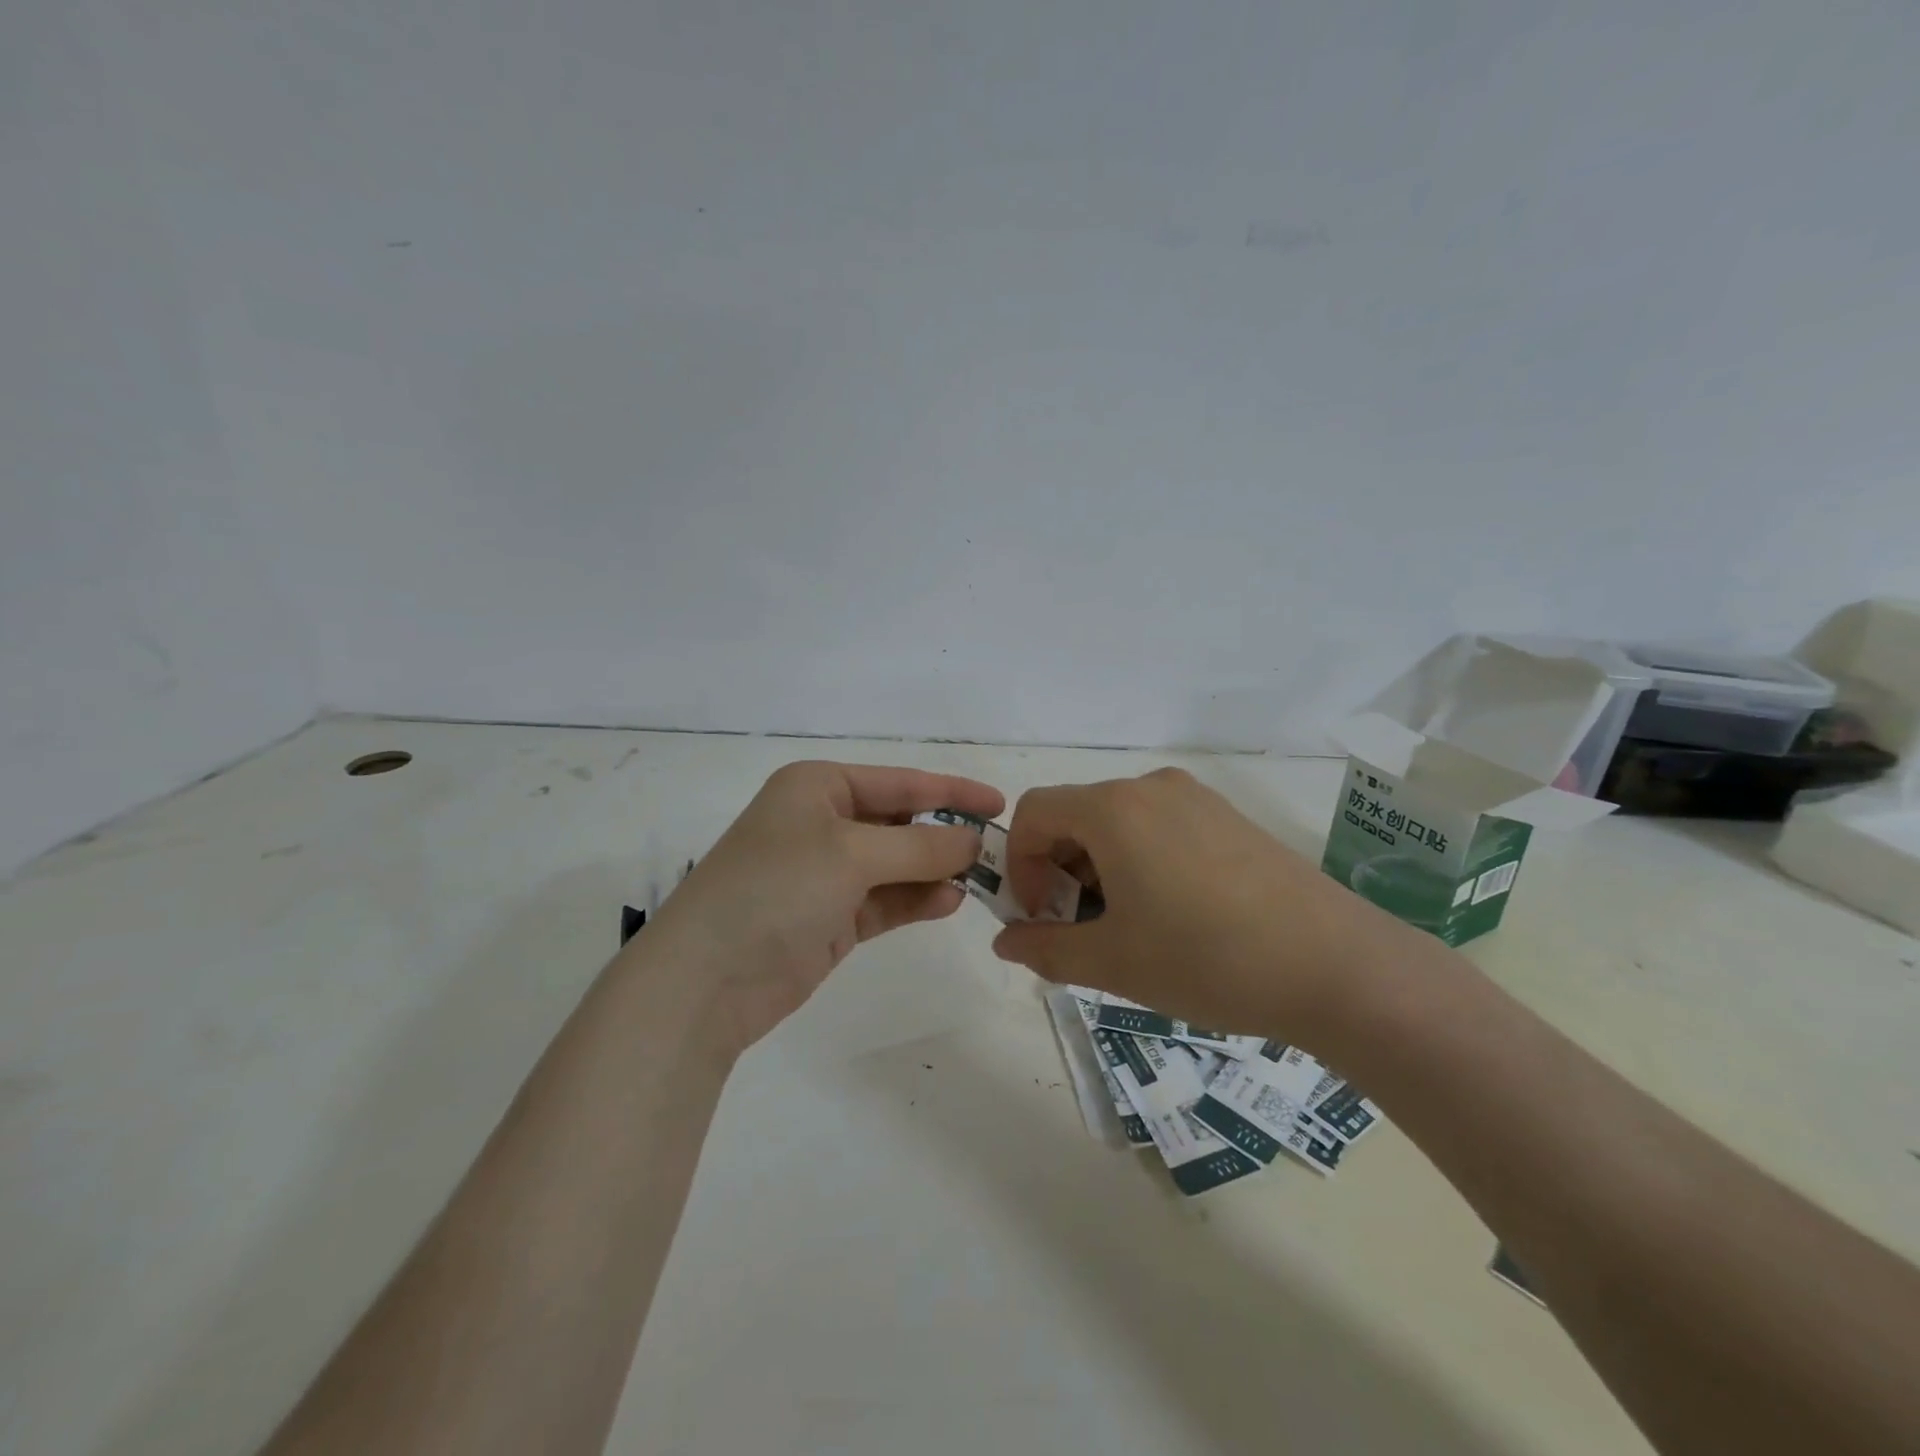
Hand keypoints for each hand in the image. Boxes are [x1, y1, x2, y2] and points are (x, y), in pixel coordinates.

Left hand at [641, 761, 1003, 1052]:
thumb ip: (920, 847)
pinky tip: (949, 903)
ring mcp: (826, 874)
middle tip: (997, 851)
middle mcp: (822, 823)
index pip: (900, 782)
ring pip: (897, 864)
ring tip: (980, 882)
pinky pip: (885, 900)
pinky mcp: (830, 918)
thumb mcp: (852, 855)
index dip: (951, 790)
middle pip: (900, 822)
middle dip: (945, 836)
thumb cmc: (777, 889)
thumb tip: (973, 841)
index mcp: (818, 787)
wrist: (706, 980)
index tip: (1000, 804)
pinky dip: (916, 900)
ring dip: (935, 871)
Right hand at [991, 768, 1378, 1040]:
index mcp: (1113, 809)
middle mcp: (1151, 788)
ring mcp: (1196, 799)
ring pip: (1118, 824)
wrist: (1337, 967)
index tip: (1040, 917)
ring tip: (1128, 930)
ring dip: (1100, 870)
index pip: (1033, 813)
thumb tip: (1005, 941)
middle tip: (1080, 931)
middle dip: (1060, 871)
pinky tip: (1173, 916)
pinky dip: (1140, 862)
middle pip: (1076, 815)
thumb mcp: (1113, 962)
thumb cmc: (1206, 959)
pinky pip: (1160, 828)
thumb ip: (1045, 949)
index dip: (1019, 864)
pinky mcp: (1230, 819)